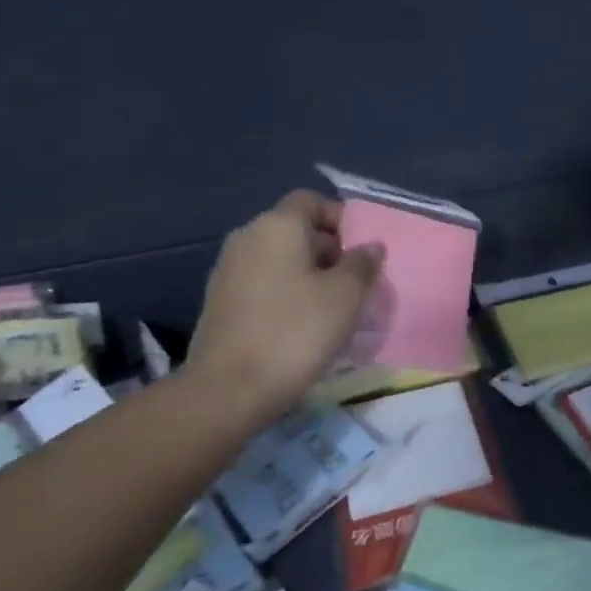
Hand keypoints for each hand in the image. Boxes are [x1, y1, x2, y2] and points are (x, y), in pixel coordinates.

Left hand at [183, 191, 383, 424]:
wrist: (228, 390)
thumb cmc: (295, 332)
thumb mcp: (346, 296)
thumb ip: (363, 264)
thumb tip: (370, 246)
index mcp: (277, 226)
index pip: (312, 200)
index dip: (341, 218)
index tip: (363, 250)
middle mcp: (248, 238)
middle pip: (297, 229)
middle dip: (330, 250)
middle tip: (356, 283)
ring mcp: (229, 271)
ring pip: (281, 259)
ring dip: (310, 275)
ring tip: (334, 308)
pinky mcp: (221, 302)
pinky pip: (265, 283)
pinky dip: (287, 294)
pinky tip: (303, 325)